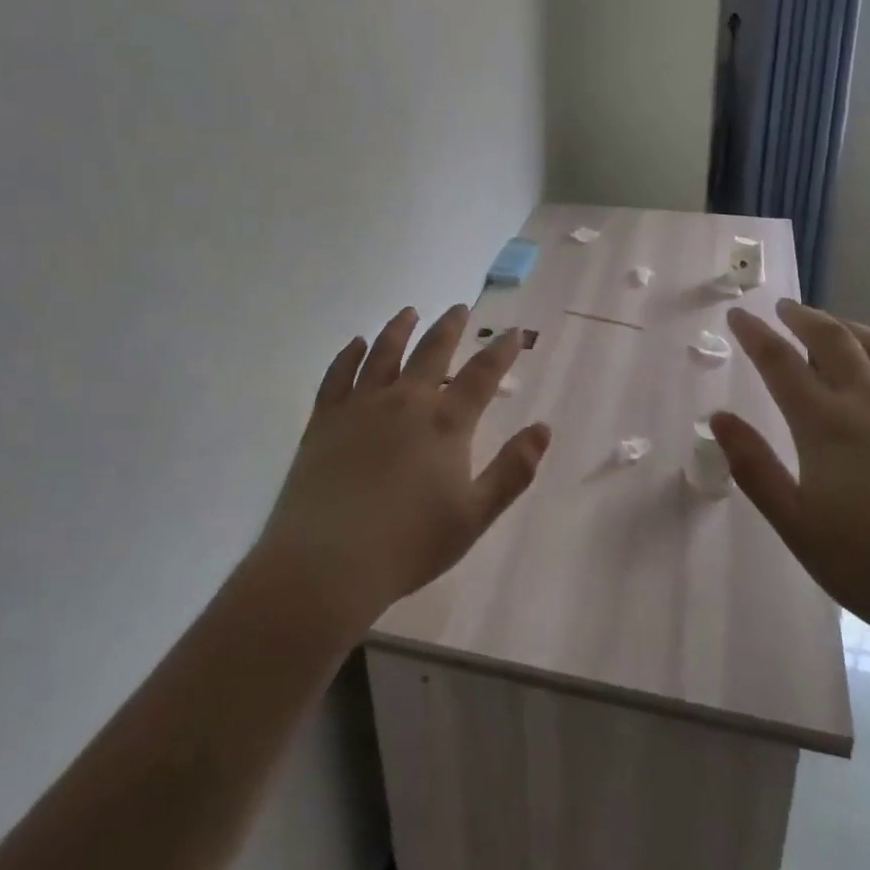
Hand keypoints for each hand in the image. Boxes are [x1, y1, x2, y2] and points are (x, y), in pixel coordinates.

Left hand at [254, 305, 550, 634]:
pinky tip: (355, 344)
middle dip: (450, 327)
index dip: (500, 351)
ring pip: (384, 353)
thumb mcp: (474, 515)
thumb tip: (543, 429)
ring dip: (399, 328)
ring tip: (409, 311)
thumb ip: (512, 470)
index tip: (512, 333)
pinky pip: (338, 374)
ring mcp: (361, 406)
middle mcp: (405, 401)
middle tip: (460, 308)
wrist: (328, 562)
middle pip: (432, 351)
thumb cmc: (409, 544)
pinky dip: (348, 355)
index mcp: (445, 423)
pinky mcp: (325, 418)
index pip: (481, 375)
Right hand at [712, 301, 869, 663]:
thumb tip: (718, 417)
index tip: (739, 314)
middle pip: (833, 341)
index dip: (755, 334)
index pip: (780, 363)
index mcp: (826, 424)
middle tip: (786, 308)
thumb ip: (754, 468)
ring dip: (852, 328)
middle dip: (804, 318)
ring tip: (837, 324)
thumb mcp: (799, 528)